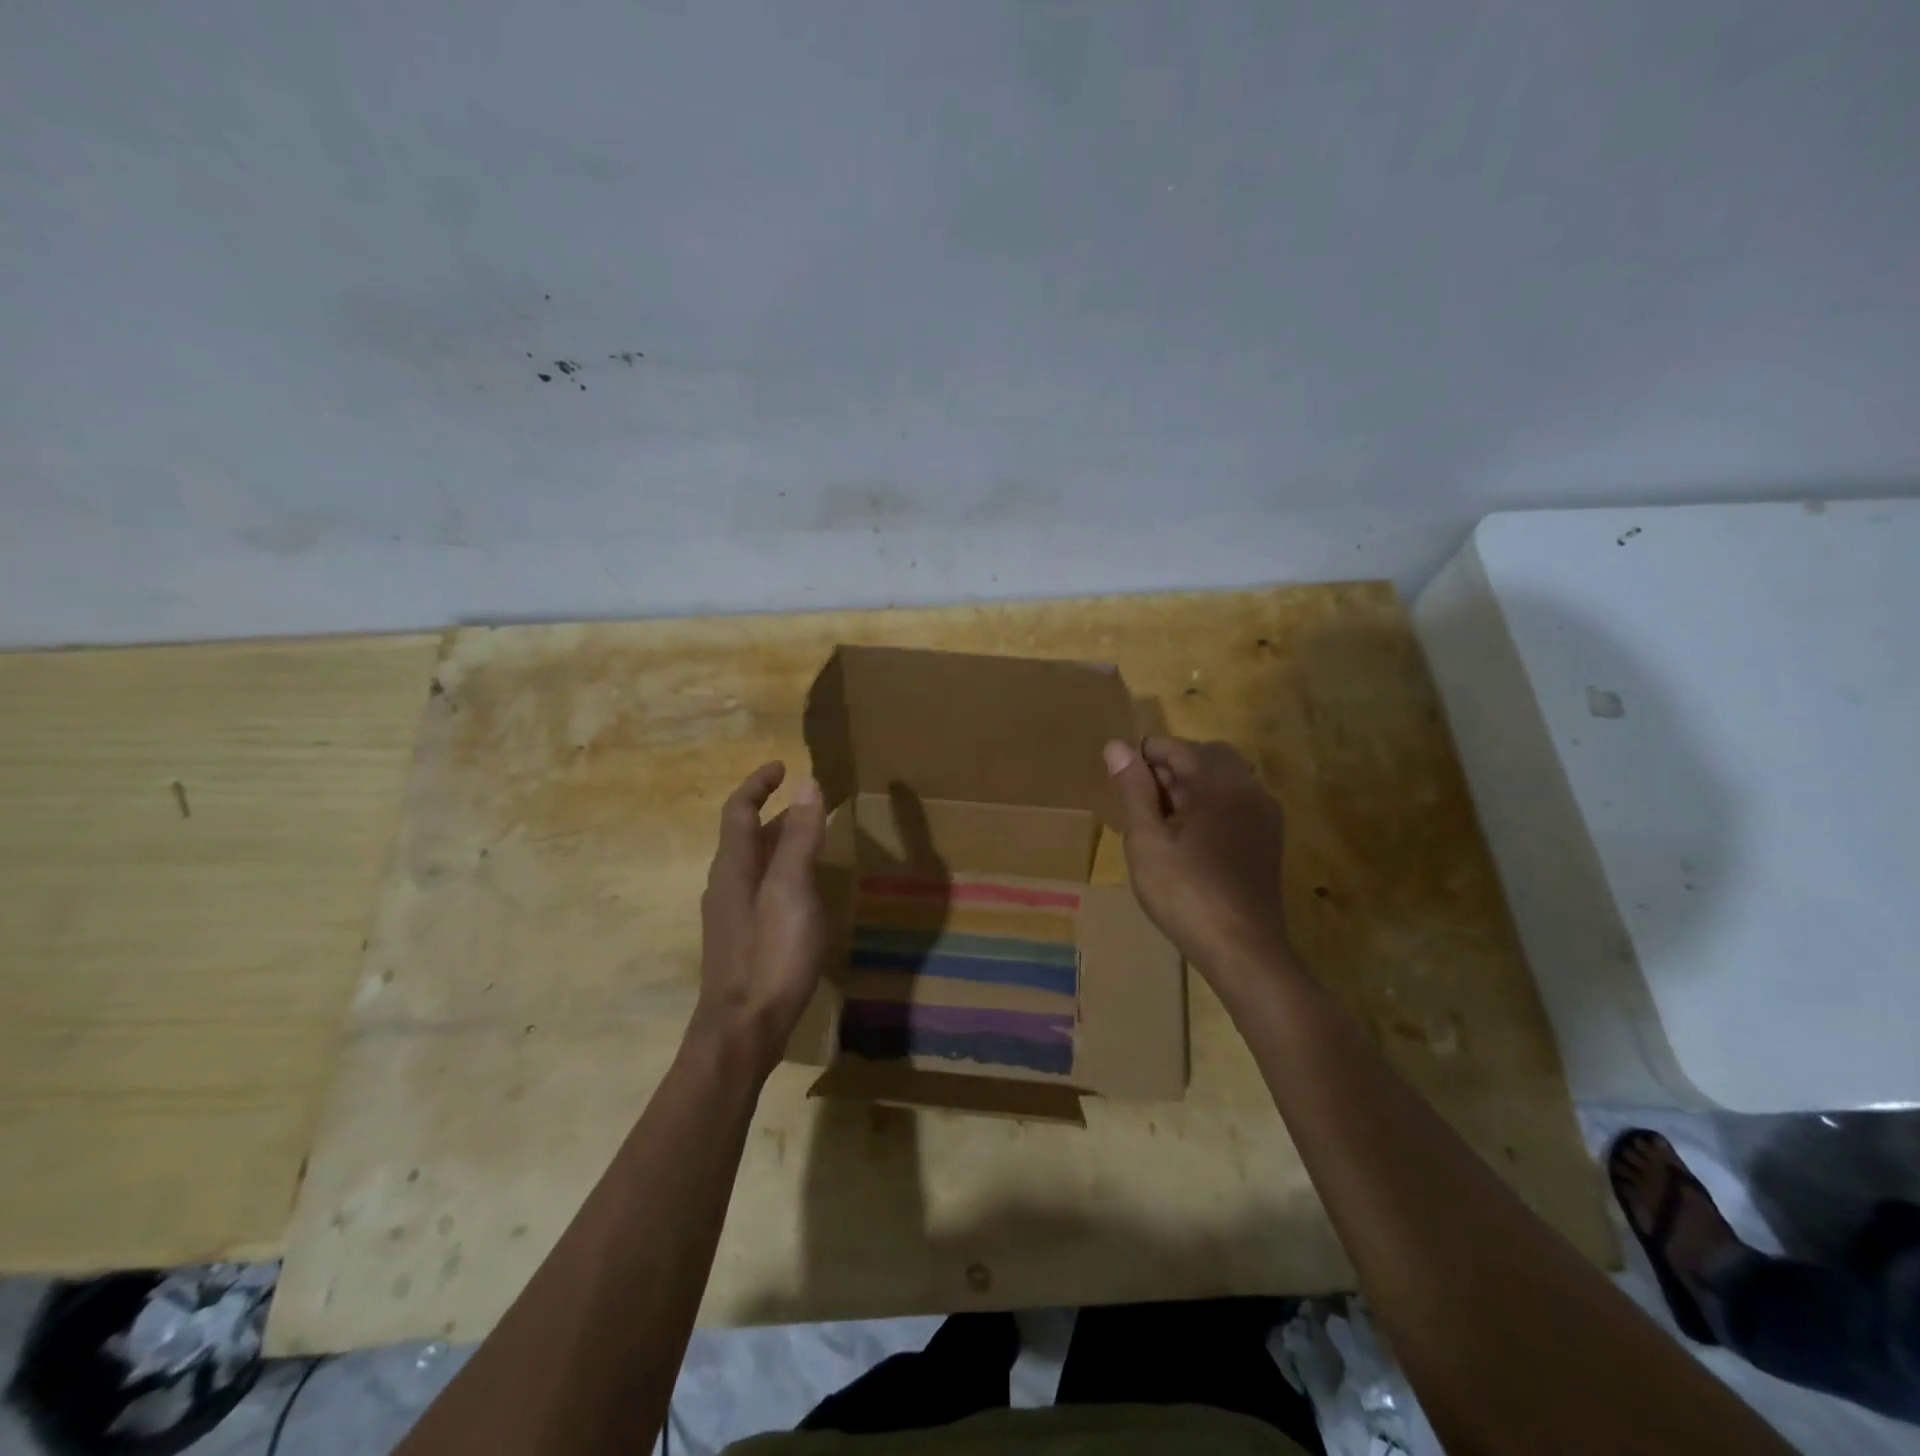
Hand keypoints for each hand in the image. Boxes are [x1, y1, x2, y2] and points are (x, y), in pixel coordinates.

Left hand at [691, 761, 828, 1075]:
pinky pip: (761, 888)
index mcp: (733, 866)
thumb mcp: (792, 889)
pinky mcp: (741, 938)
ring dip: (780, 842)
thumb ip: (800, 837)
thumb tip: (806, 783)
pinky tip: (805, 891)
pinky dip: (782, 871)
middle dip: (776, 812)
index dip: (757, 784)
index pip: (738, 810)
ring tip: (815, 840)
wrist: (742, 1029)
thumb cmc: (770, 954)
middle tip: (813, 804)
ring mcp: (730, 914)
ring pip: (754, 863)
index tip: (782, 766)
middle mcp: (725, 884)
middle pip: (746, 835)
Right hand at [1103, 737, 1296, 1000]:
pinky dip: (1208, 804)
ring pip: (1224, 780)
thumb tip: (1116, 746)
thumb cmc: (1186, 893)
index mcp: (1222, 785)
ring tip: (1156, 815)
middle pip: (1208, 758)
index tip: (1118, 771)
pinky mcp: (1267, 841)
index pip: (1180, 748)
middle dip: (1171, 765)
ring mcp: (1264, 817)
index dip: (1147, 753)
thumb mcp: (1147, 841)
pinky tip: (1185, 835)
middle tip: (1138, 793)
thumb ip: (1133, 790)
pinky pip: (1235, 803)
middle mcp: (1250, 791)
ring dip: (1190, 785)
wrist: (1243, 951)